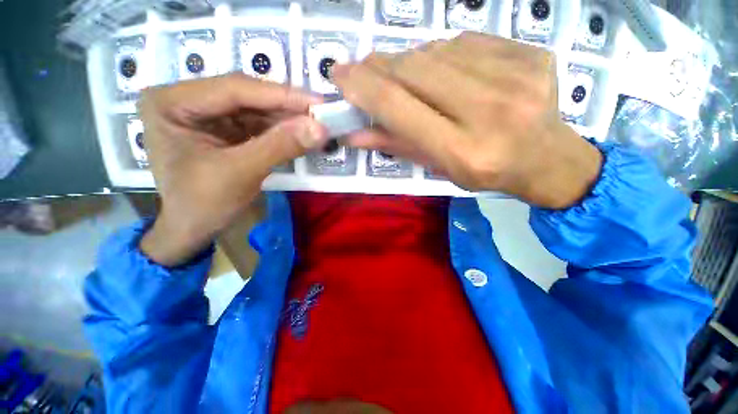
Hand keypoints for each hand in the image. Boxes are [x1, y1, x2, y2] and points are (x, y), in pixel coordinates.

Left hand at [138, 74, 326, 265]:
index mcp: (172, 102)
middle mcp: (186, 99)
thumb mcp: (241, 173)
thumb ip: (280, 146)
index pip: (234, 89)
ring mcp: (206, 114)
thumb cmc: (202, 205)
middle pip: (247, 97)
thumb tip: (320, 129)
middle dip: (287, 108)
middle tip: (321, 114)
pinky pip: (258, 125)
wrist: (192, 230)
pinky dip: (282, 131)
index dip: (281, 95)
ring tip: (316, 125)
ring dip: (288, 120)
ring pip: (256, 110)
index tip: (318, 102)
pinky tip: (301, 135)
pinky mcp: (224, 130)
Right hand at [333, 32, 602, 208]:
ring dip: (411, 62)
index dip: (363, 87)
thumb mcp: (438, 168)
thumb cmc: (486, 174)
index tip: (339, 75)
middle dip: (380, 66)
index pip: (400, 107)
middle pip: (416, 70)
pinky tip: (445, 71)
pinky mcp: (531, 54)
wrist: (547, 160)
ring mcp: (517, 76)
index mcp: (463, 151)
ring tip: (406, 78)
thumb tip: (354, 132)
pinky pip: (467, 42)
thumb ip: (397, 145)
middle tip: (363, 70)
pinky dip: (443, 54)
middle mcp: (490, 111)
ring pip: (438, 51)